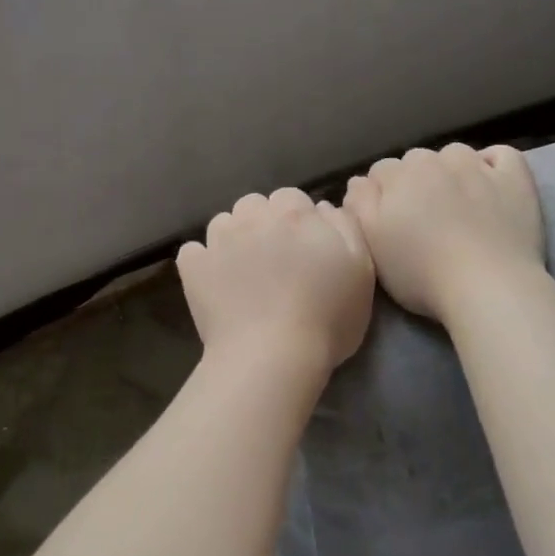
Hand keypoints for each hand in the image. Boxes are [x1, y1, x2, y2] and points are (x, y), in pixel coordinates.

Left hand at [177, 189, 374, 374]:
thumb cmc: (327, 320)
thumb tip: (324, 208)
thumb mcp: (361, 272)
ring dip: (232, 238)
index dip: (298, 220)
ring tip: (242, 270)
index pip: (293, 198)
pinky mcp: (193, 266)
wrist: (272, 357)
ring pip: (223, 222)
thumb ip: (346, 229)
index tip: (303, 248)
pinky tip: (213, 281)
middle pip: (256, 205)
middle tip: (274, 259)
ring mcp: (219, 241)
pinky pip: (193, 251)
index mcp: (296, 215)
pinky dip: (202, 262)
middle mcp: (254, 217)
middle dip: (263, 223)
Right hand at [344, 144, 544, 323]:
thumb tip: (358, 182)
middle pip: (417, 161)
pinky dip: (492, 165)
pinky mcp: (515, 179)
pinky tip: (490, 185)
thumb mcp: (371, 244)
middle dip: (415, 182)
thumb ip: (358, 205)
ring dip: (451, 171)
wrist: (488, 286)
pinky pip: (501, 156)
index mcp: (399, 175)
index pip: (381, 171)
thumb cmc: (421, 272)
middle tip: (422, 220)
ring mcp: (479, 167)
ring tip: (457, 205)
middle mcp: (436, 160)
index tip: (388, 222)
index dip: (381, 195)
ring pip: (455, 155)